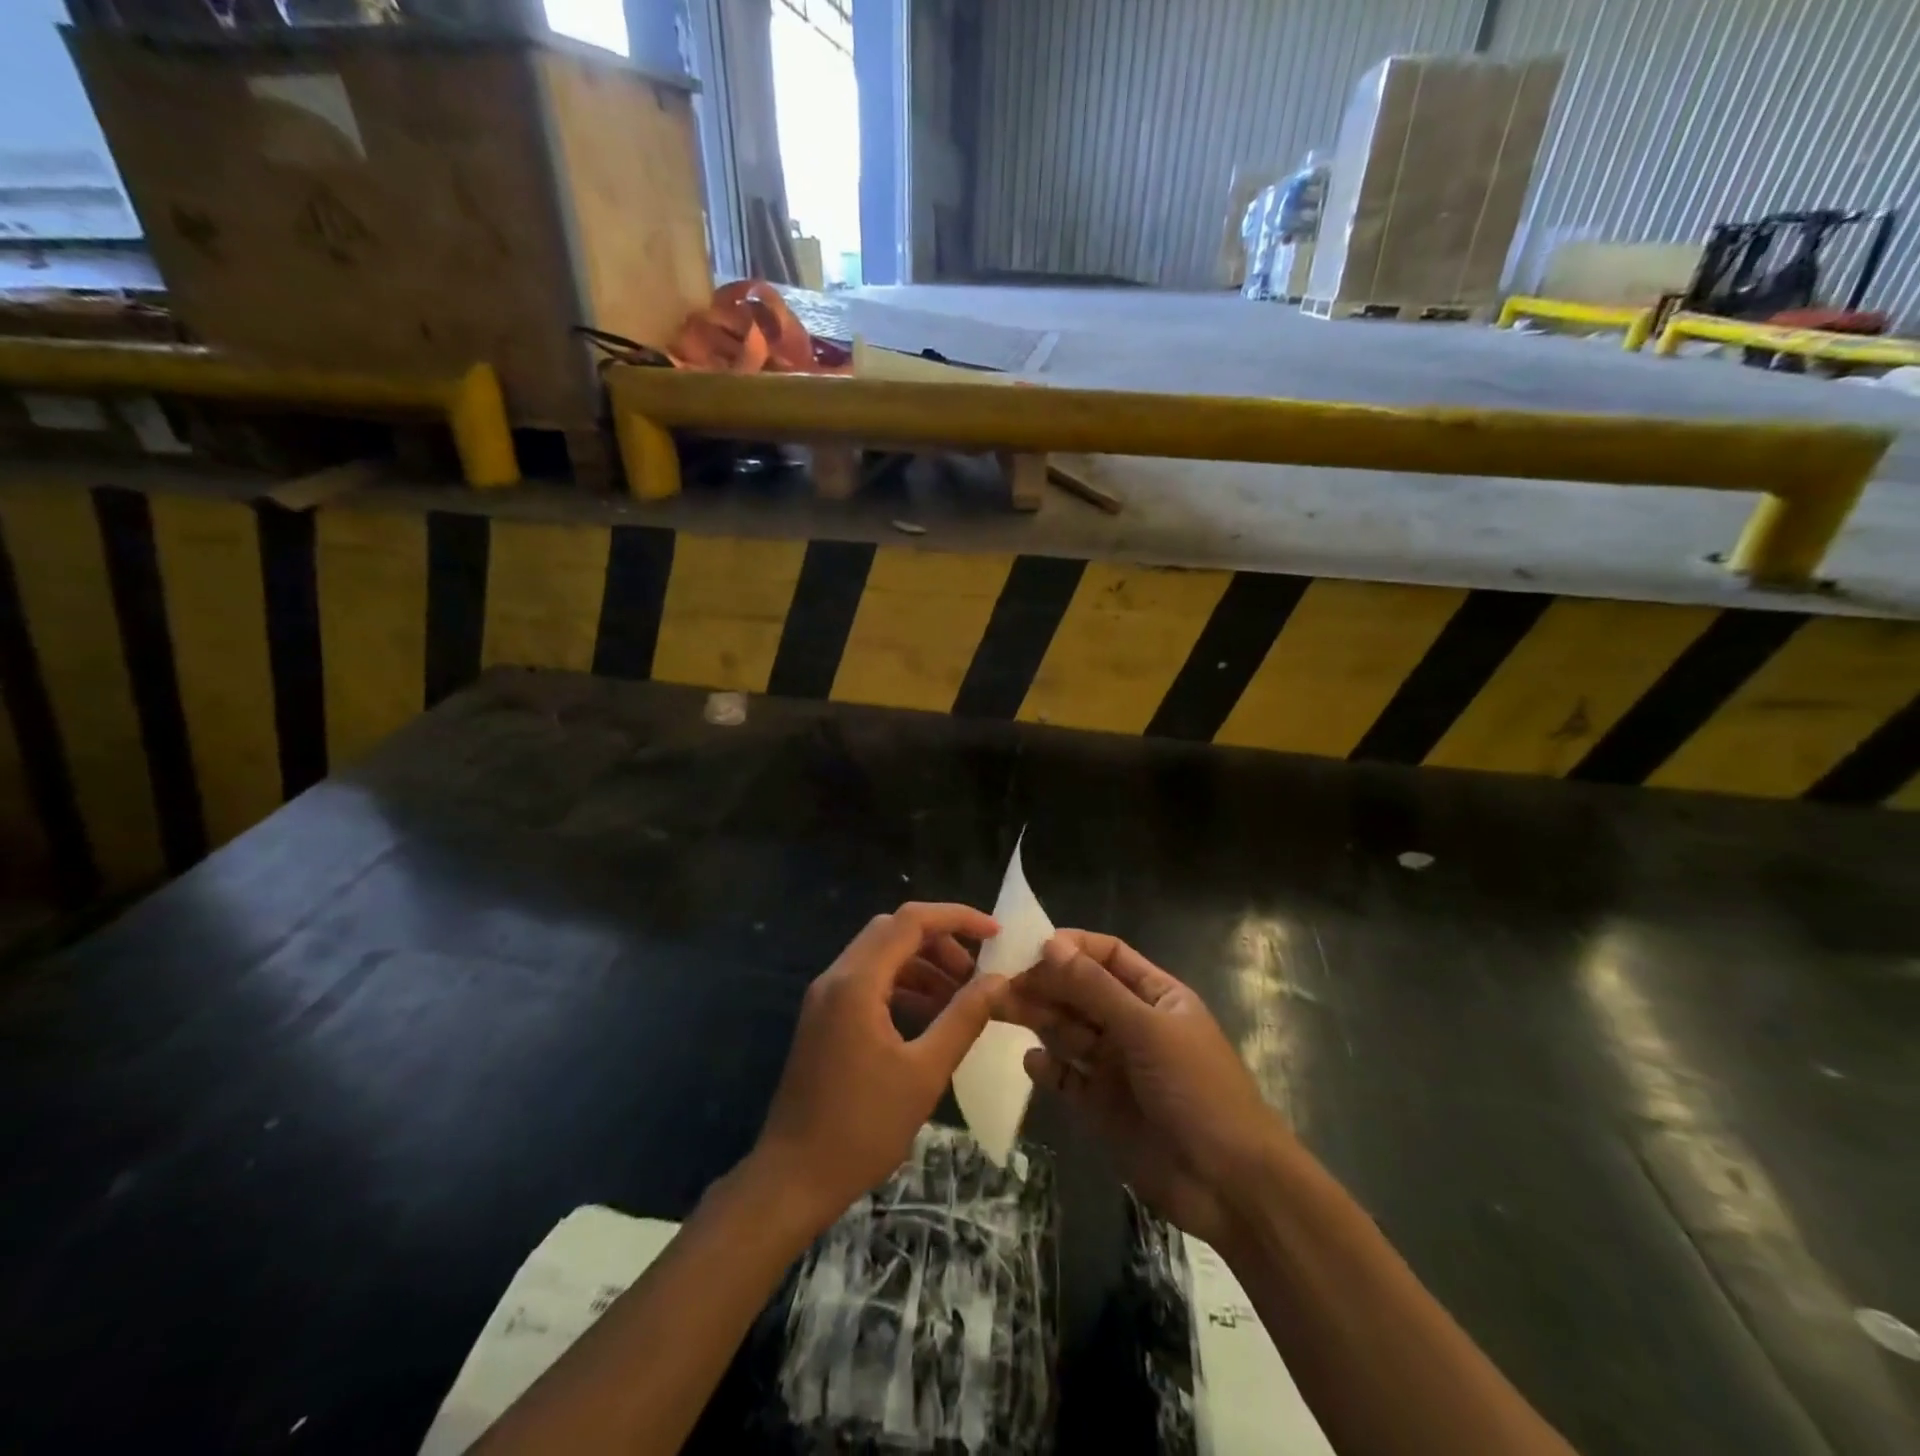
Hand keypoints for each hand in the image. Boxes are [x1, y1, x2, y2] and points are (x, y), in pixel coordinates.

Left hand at [752, 902, 1001, 1232]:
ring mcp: (825, 997)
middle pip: (893, 931)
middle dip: (940, 942)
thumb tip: (998, 981)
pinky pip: (868, 981)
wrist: (793, 1178)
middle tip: (975, 973)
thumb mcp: (924, 1072)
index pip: (911, 920)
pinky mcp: (823, 1018)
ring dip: (921, 965)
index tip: (995, 934)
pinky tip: (927, 1015)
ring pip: (880, 955)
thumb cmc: (862, 1128)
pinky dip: (901, 985)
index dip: (957, 918)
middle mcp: (836, 977)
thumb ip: (963, 1018)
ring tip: (959, 997)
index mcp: (857, 982)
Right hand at [1002, 931, 1284, 1248]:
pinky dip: (1048, 1068)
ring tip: (999, 1008)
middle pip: (1081, 992)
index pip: (1108, 955)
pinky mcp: (1101, 1107)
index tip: (1030, 946)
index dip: (1072, 947)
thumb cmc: (1197, 1090)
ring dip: (1037, 1018)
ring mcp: (1116, 1066)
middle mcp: (1133, 1024)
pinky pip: (1067, 1078)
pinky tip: (1032, 1062)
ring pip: (1068, 1031)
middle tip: (999, 980)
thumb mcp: (1147, 1029)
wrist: (1230, 1186)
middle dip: (1045, 983)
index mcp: (1156, 995)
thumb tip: (1050, 944)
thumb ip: (1095, 988)